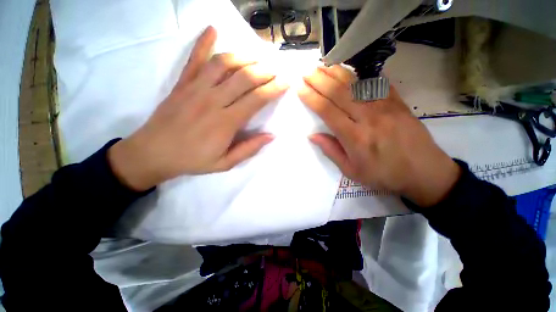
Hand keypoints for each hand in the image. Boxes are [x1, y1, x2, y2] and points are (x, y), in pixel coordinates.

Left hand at [108, 26, 287, 190]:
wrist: (153, 153)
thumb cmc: (193, 160)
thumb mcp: (225, 163)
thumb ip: (248, 149)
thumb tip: (270, 136)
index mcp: (226, 122)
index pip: (256, 100)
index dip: (273, 89)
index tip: (285, 82)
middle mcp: (213, 101)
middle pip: (244, 78)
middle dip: (264, 71)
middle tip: (276, 69)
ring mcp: (195, 88)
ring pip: (223, 64)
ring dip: (243, 57)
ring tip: (257, 57)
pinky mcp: (182, 83)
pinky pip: (194, 59)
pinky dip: (203, 42)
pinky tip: (212, 29)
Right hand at [299, 66, 459, 206]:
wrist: (425, 172)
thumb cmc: (383, 175)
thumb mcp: (352, 171)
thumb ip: (331, 151)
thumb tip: (312, 135)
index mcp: (354, 137)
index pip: (327, 110)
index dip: (311, 97)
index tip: (300, 87)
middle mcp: (368, 117)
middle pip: (339, 92)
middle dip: (319, 79)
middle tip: (306, 71)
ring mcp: (385, 106)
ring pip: (356, 84)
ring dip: (336, 73)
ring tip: (322, 65)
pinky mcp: (397, 102)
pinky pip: (376, 82)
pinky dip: (361, 73)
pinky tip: (349, 69)